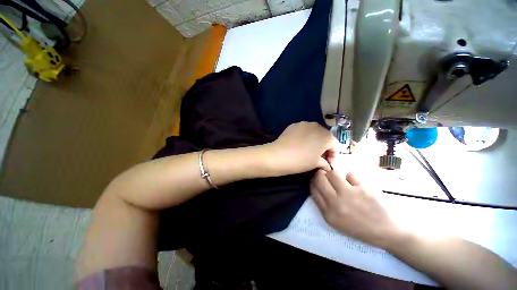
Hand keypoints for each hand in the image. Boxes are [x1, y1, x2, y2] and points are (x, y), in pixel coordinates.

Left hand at [267, 122, 337, 174]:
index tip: (328, 164)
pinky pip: (303, 131)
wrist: (279, 155)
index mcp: (326, 136)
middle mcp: (317, 126)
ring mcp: (304, 124)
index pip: (335, 146)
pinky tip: (299, 144)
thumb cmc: (301, 160)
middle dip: (324, 147)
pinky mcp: (294, 125)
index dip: (333, 156)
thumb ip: (325, 163)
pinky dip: (304, 137)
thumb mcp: (316, 164)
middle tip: (319, 157)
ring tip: (309, 150)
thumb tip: (327, 165)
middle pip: (325, 137)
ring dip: (314, 141)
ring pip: (314, 132)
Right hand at [310, 170, 403, 248]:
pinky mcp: (363, 189)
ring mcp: (350, 195)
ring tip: (338, 177)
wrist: (387, 232)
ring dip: (333, 173)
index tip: (316, 179)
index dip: (313, 181)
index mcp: (328, 213)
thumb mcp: (336, 221)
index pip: (314, 189)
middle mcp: (336, 203)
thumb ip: (324, 204)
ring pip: (332, 173)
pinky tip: (352, 181)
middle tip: (324, 174)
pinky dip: (350, 176)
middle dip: (320, 173)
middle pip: (320, 179)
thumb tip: (318, 183)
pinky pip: (350, 175)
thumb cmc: (359, 228)